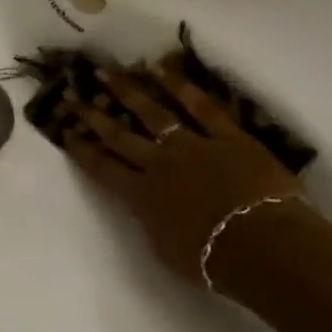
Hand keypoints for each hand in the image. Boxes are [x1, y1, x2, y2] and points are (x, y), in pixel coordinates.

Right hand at [57, 57, 304, 289]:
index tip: (65, 131)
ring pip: (153, 113)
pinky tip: (161, 69)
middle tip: (73, 95)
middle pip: (119, 135)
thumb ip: (150, 222)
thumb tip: (145, 208)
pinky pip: (203, 107)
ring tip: (107, 72)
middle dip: (93, 114)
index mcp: (141, 195)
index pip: (101, 167)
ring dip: (127, 91)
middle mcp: (159, 164)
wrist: (266, 247)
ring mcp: (194, 146)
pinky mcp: (230, 138)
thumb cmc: (214, 262)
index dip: (81, 148)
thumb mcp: (165, 250)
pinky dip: (181, 87)